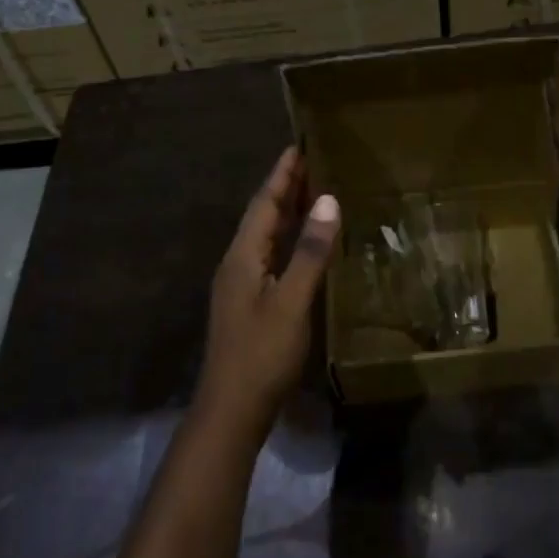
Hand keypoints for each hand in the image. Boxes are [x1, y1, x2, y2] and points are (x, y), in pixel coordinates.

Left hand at [197, 147, 340, 439]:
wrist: (231, 412)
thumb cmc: (262, 353)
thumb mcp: (292, 301)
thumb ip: (310, 251)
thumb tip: (327, 199)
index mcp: (243, 255)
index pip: (264, 202)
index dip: (282, 174)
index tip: (299, 145)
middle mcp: (237, 263)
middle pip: (262, 215)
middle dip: (284, 187)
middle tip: (312, 161)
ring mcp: (241, 285)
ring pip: (265, 236)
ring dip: (286, 212)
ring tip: (313, 191)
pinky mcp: (249, 303)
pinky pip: (270, 255)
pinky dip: (288, 239)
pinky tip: (306, 244)